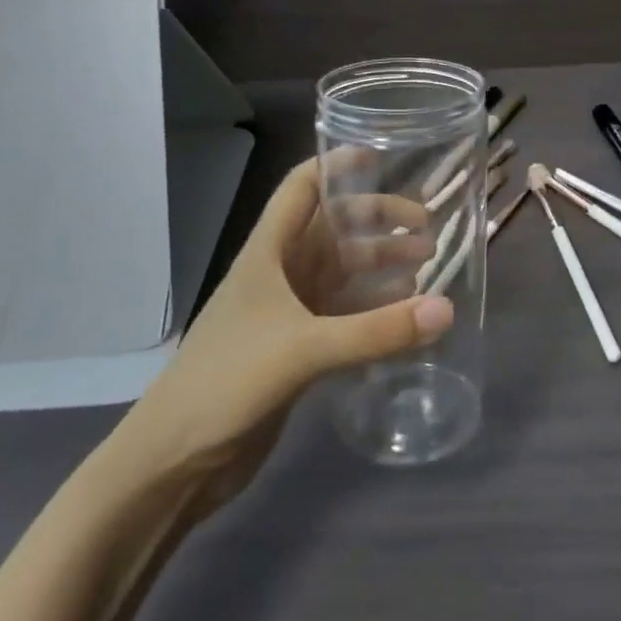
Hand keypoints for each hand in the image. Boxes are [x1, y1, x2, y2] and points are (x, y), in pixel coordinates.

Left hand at [115, 158, 453, 498]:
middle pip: (334, 229)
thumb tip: (447, 309)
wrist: (173, 463)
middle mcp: (280, 274)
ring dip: (382, 264)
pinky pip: (346, 314)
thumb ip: (377, 330)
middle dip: (378, 220)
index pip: (301, 189)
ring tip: (428, 263)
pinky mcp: (297, 350)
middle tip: (427, 226)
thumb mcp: (303, 349)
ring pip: (344, 272)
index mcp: (268, 253)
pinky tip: (406, 314)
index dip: (336, 166)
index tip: (382, 157)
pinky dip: (376, 308)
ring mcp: (288, 313)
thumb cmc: (226, 383)